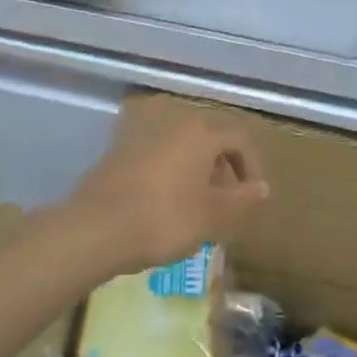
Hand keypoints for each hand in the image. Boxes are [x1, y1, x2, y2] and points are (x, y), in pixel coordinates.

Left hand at [67, 109, 269, 275]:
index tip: (253, 197)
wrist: (94, 230)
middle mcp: (172, 126)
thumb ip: (243, 199)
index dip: (253, 167)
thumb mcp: (214, 215)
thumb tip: (262, 188)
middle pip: (209, 142)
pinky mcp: (116, 157)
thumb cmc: (165, 219)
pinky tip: (165, 209)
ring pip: (181, 152)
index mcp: (200, 133)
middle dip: (224, 171)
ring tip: (198, 209)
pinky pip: (156, 162)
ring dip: (196, 175)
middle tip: (228, 203)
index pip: (240, 140)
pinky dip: (170, 179)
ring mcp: (140, 139)